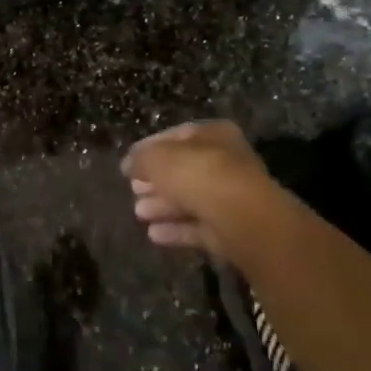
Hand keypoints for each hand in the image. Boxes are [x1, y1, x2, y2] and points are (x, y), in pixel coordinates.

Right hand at [122, 120, 269, 250]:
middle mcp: (226, 162)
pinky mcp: (231, 229)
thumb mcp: (157, 157)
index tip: (128, 165)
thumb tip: (129, 165)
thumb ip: (140, 158)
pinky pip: (198, 226)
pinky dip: (176, 230)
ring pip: (190, 200)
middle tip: (132, 190)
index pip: (176, 136)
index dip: (148, 149)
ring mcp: (231, 197)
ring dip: (162, 206)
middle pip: (183, 170)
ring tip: (138, 214)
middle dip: (155, 182)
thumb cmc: (198, 174)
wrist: (241, 218)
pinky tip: (154, 234)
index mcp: (214, 135)